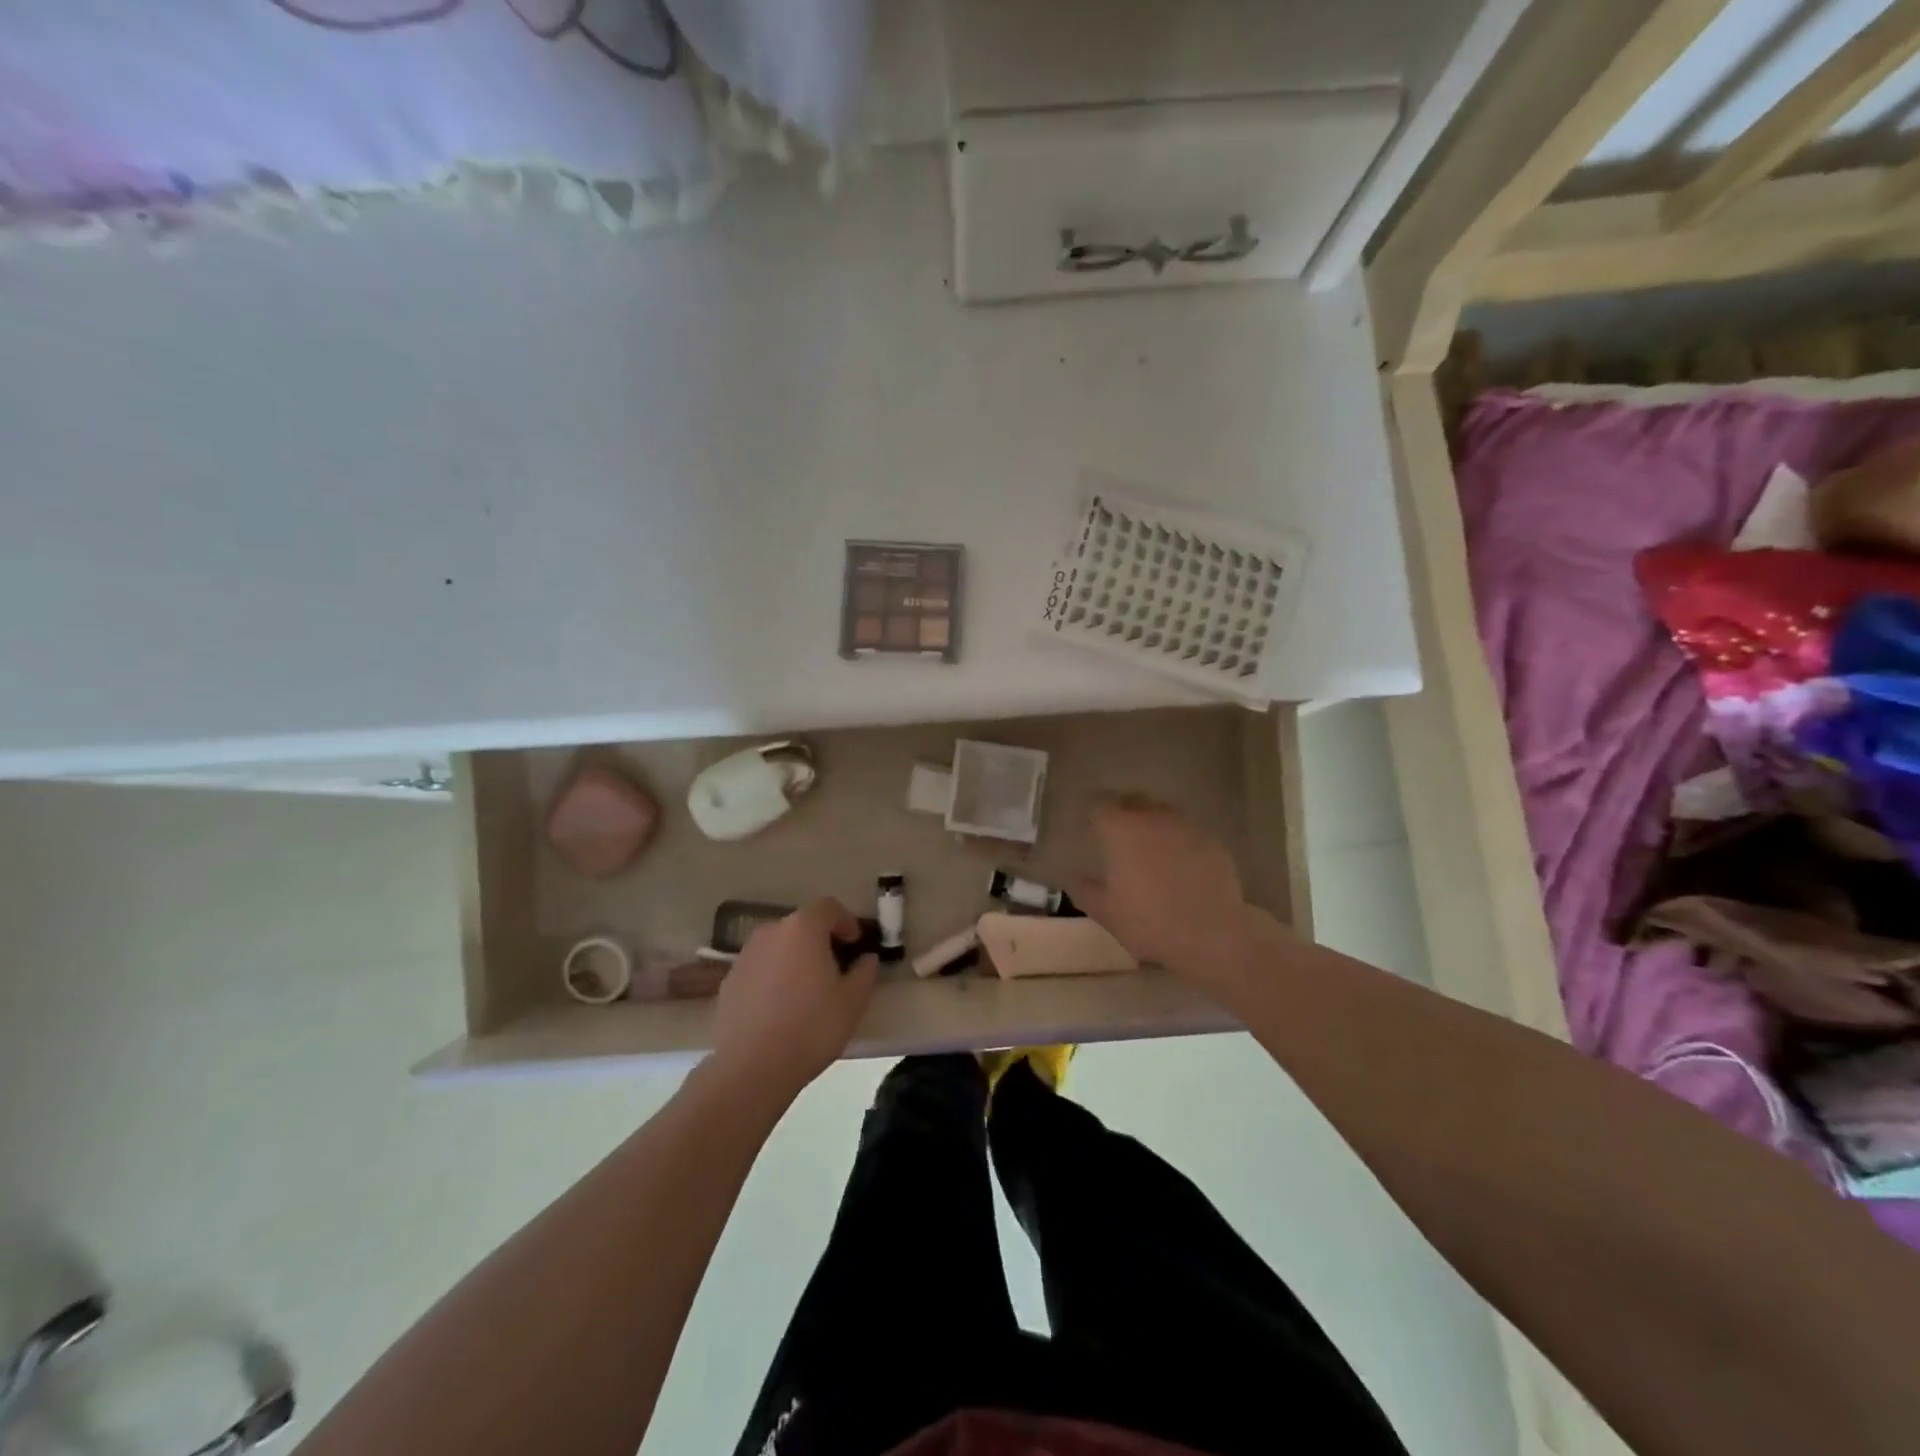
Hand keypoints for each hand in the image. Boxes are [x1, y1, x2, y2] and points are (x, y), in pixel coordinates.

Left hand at [711, 898, 877, 1102]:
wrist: (752, 1068)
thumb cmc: (811, 1027)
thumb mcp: (853, 1001)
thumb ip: (865, 972)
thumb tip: (866, 959)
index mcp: (803, 928)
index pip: (828, 907)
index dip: (846, 921)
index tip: (855, 943)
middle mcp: (771, 932)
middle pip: (801, 925)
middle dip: (820, 940)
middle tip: (834, 967)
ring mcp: (745, 956)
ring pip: (778, 946)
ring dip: (794, 957)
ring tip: (806, 989)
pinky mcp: (728, 981)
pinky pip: (759, 968)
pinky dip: (773, 976)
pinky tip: (780, 1007)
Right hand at [1073, 796, 1269, 989]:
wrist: (1211, 937)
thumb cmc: (1148, 923)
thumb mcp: (1105, 912)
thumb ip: (1084, 890)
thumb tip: (1075, 878)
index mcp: (1121, 830)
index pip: (1100, 804)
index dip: (1093, 813)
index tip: (1091, 827)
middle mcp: (1153, 818)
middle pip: (1134, 800)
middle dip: (1124, 812)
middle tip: (1119, 836)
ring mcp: (1187, 827)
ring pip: (1164, 813)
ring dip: (1154, 824)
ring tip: (1151, 850)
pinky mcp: (1213, 842)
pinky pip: (1189, 833)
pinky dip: (1180, 842)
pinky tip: (1181, 866)